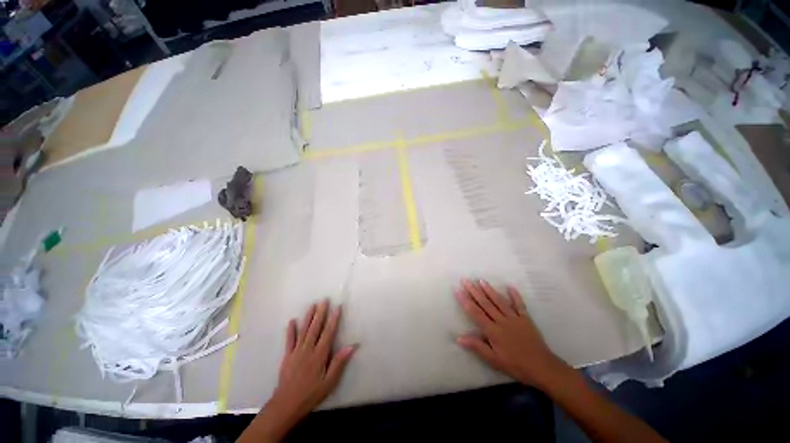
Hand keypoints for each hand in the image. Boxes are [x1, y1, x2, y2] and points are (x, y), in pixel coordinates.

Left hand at [240, 300, 355, 441]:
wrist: (286, 404)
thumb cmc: (311, 393)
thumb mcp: (329, 381)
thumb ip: (339, 362)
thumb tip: (352, 345)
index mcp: (320, 354)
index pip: (328, 332)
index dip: (333, 319)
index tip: (337, 307)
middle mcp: (308, 349)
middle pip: (315, 327)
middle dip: (321, 313)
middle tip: (324, 300)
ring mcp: (296, 351)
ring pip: (304, 330)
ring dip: (308, 317)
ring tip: (312, 305)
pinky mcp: (287, 356)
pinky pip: (289, 340)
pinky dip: (291, 330)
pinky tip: (292, 321)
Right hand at [455, 279, 566, 389]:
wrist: (542, 368)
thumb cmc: (515, 365)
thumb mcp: (494, 360)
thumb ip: (477, 346)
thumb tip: (459, 338)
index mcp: (493, 330)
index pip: (475, 313)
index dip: (465, 301)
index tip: (458, 290)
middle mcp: (502, 320)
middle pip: (485, 303)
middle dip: (474, 291)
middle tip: (466, 280)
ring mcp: (514, 318)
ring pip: (499, 301)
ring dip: (489, 290)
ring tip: (481, 280)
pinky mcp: (525, 319)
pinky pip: (519, 305)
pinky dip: (515, 295)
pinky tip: (510, 287)